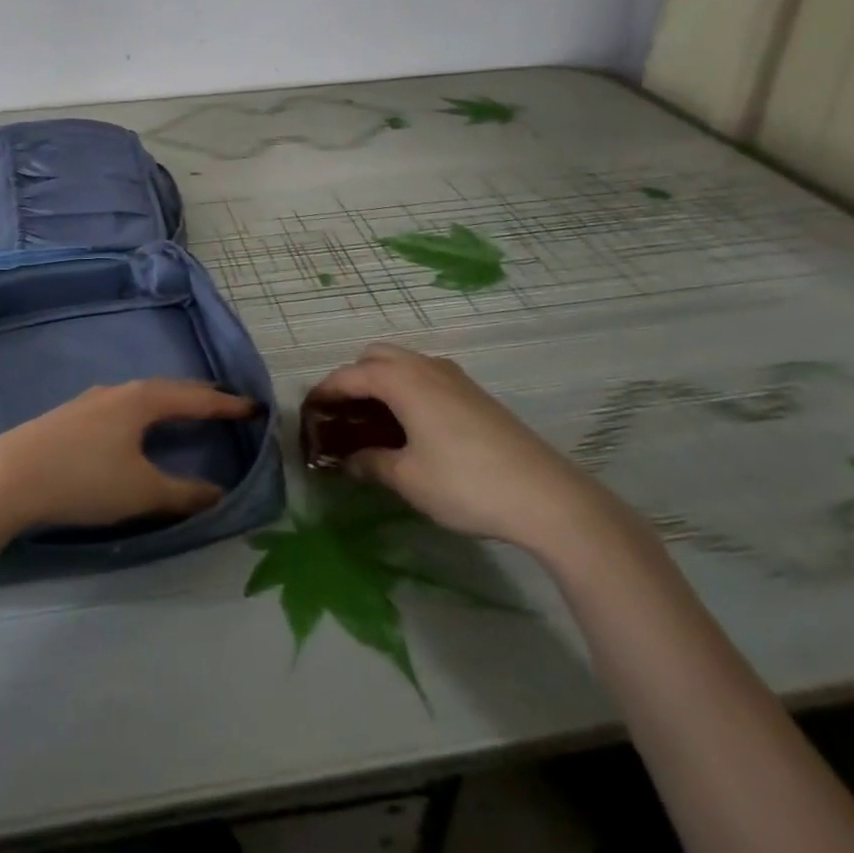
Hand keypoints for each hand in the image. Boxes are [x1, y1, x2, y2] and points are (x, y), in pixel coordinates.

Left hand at [0, 380, 255, 535]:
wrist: (6, 477)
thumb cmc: (83, 479)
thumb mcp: (140, 491)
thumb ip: (183, 494)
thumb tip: (219, 493)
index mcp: (142, 399)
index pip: (195, 397)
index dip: (226, 404)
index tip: (254, 407)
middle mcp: (118, 391)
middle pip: (168, 389)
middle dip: (199, 398)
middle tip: (224, 406)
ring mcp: (90, 401)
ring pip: (141, 397)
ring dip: (168, 404)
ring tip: (184, 415)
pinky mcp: (69, 417)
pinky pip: (121, 408)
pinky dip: (143, 414)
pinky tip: (134, 431)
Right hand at [306, 342, 612, 556]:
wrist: (546, 496)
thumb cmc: (465, 483)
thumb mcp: (408, 478)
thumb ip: (370, 463)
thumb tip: (347, 460)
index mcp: (402, 380)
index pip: (350, 375)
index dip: (325, 391)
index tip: (308, 411)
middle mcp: (425, 367)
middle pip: (375, 356)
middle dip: (353, 378)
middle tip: (343, 415)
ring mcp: (454, 377)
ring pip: (403, 362)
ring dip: (381, 380)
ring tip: (374, 420)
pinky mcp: (474, 393)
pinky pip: (426, 375)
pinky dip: (406, 388)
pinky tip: (412, 425)